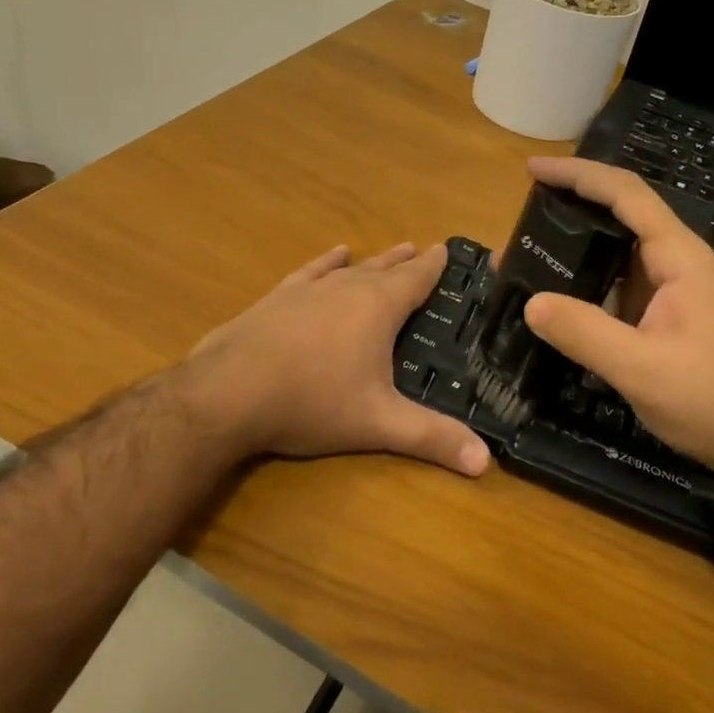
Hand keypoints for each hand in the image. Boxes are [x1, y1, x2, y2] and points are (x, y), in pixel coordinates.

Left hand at [183, 242, 490, 476]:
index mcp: (378, 308)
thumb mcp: (378, 424)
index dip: (434, 266)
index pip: (416, 279)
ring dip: (373, 261)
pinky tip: (333, 255)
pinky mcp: (277, 298)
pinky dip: (327, 262)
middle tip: (423, 250)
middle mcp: (346, 287)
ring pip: (350, 268)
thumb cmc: (312, 403)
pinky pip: (311, 272)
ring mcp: (308, 290)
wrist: (228, 393)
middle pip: (385, 269)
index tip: (448, 250)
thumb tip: (484, 462)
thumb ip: (431, 438)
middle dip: (407, 262)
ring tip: (390, 250)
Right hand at [520, 156, 713, 476]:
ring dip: (576, 250)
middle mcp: (677, 264)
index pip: (624, 194)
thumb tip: (531, 302)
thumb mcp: (642, 369)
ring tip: (527, 257)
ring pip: (618, 256)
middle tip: (520, 219)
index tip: (532, 169)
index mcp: (677, 257)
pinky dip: (588, 285)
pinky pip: (621, 288)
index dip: (578, 174)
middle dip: (570, 208)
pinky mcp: (671, 320)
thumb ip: (585, 333)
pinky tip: (561, 302)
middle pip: (620, 216)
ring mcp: (675, 293)